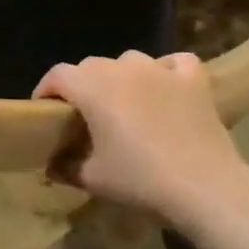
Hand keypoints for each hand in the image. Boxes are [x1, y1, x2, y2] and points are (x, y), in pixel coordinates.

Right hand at [34, 51, 248, 226]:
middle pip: (91, 66)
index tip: (45, 111)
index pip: (57, 75)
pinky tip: (166, 87)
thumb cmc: (140, 179)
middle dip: (81, 85)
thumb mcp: (92, 178)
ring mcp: (161, 70)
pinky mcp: (194, 81)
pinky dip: (167, 71)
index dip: (46, 90)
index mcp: (92, 87)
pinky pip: (175, 62)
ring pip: (130, 60)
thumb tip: (50, 166)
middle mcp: (123, 69)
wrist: (204, 187)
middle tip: (84, 115)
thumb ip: (65, 167)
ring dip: (121, 76)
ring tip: (125, 102)